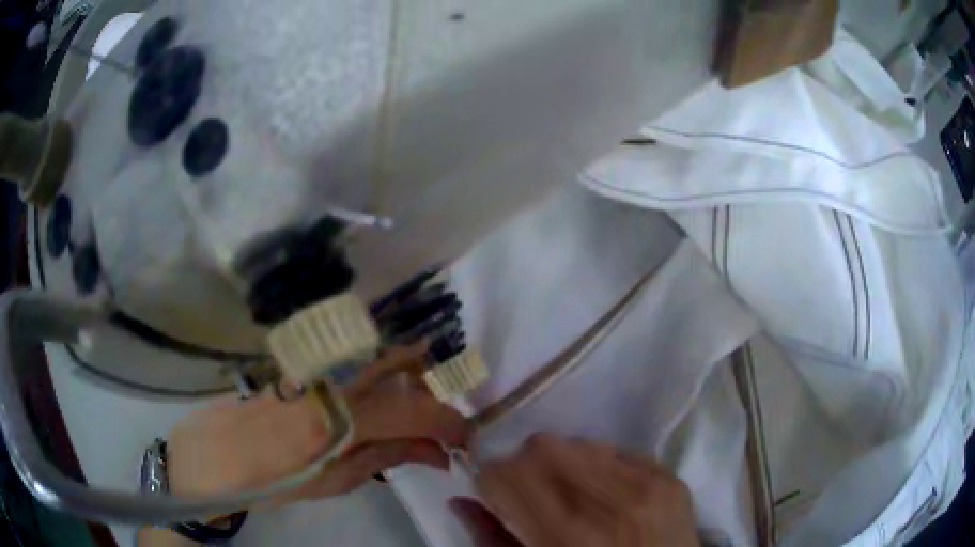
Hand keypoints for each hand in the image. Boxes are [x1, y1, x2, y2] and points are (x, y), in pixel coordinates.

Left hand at [166, 345, 467, 501]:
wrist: (213, 454)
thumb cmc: (272, 480)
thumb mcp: (334, 482)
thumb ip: (388, 458)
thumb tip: (437, 455)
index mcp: (336, 418)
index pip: (413, 409)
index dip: (448, 422)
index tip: (463, 438)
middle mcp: (328, 376)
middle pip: (400, 356)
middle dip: (433, 381)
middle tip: (437, 414)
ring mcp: (312, 358)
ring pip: (377, 347)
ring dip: (407, 370)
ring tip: (409, 402)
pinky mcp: (300, 354)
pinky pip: (352, 351)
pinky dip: (377, 366)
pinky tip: (373, 390)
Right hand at [451, 434, 699, 546]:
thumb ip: (490, 540)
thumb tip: (460, 499)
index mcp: (566, 536)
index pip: (506, 474)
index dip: (492, 483)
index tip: (497, 497)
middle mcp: (608, 503)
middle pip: (542, 447)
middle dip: (525, 467)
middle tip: (534, 495)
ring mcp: (648, 486)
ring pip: (581, 443)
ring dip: (565, 465)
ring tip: (575, 496)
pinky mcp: (672, 480)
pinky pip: (621, 452)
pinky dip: (603, 467)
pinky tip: (609, 496)